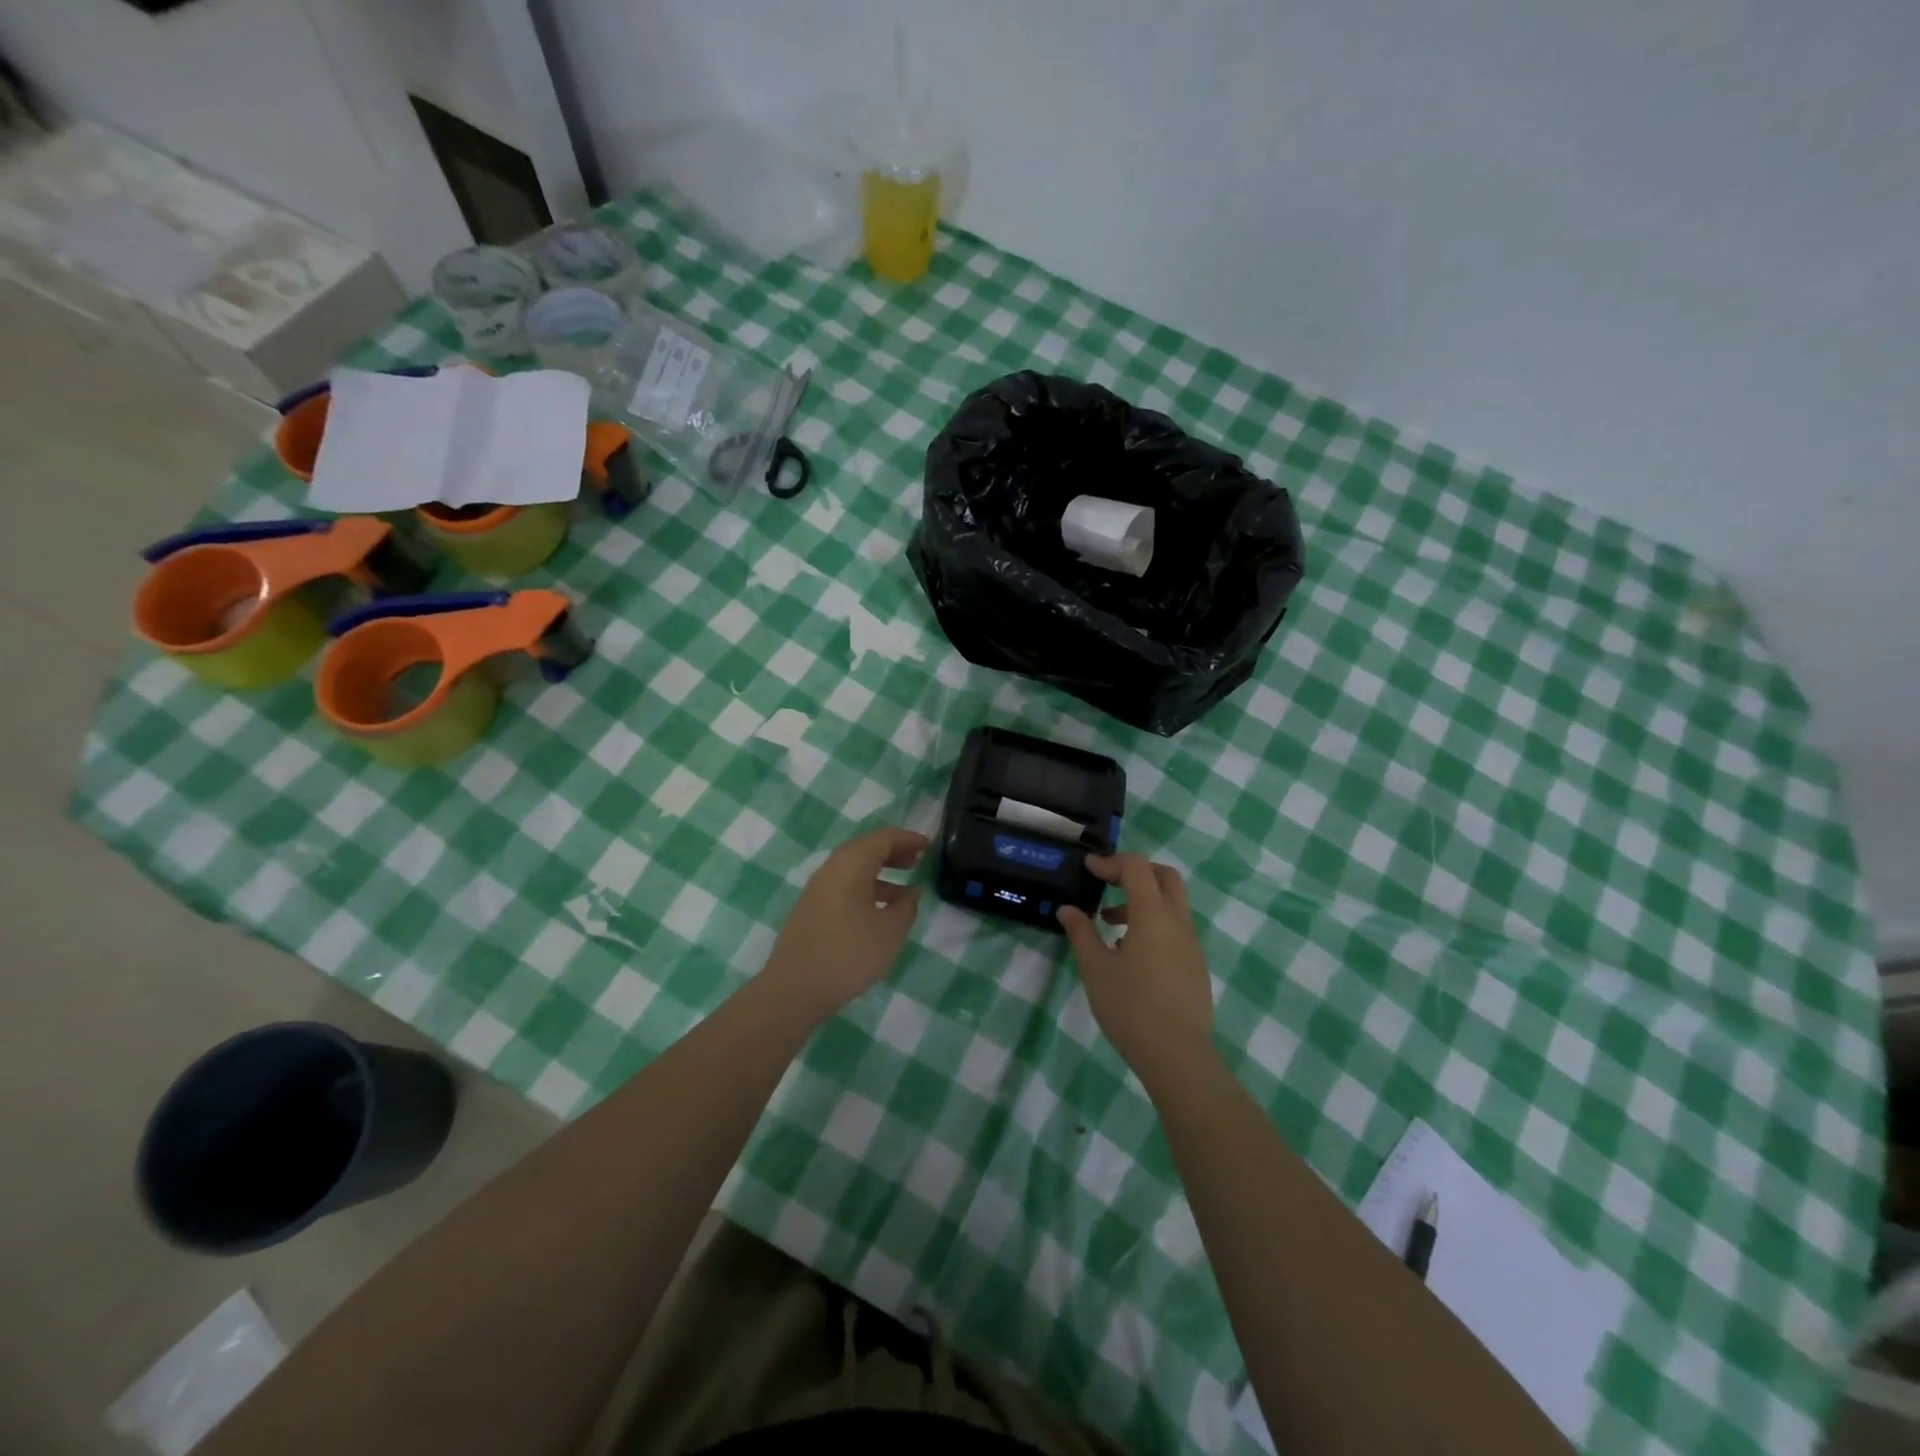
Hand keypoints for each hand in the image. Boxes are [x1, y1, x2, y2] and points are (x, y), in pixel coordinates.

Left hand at [761, 827, 927, 1018]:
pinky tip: (878, 912)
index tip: (929, 846)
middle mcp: (831, 869)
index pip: (883, 838)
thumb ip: (907, 906)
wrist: (794, 989)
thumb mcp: (890, 932)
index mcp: (851, 865)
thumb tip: (913, 891)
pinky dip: (865, 888)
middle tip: (917, 862)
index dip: (908, 839)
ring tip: (904, 890)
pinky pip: (843, 886)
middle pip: (865, 849)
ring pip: (853, 868)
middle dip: (894, 852)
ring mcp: (817, 889)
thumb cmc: (849, 955)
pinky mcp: (811, 908)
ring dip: (880, 872)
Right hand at [1058, 854, 1215, 1084]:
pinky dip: (1154, 923)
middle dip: (1136, 873)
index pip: (1136, 868)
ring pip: (1172, 903)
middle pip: (1164, 876)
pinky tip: (1131, 954)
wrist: (1178, 1057)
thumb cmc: (1131, 1008)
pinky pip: (1176, 928)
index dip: (1111, 862)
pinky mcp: (1196, 965)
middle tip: (1109, 885)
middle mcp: (1178, 922)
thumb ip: (1082, 934)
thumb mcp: (1096, 970)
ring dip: (1143, 901)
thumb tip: (1067, 910)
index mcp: (1153, 915)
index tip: (1089, 869)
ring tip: (1110, 924)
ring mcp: (1192, 944)